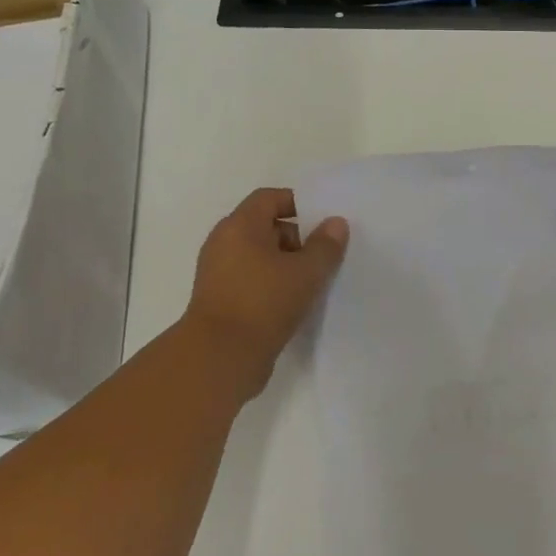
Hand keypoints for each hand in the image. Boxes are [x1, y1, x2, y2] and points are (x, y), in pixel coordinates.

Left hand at [181, 189, 348, 386]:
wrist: (220, 358)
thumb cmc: (264, 303)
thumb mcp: (306, 272)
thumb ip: (325, 245)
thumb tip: (335, 223)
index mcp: (239, 226)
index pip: (269, 198)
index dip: (297, 203)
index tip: (323, 221)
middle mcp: (224, 243)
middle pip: (264, 226)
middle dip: (296, 238)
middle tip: (323, 256)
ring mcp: (219, 273)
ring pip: (259, 256)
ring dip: (286, 265)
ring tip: (313, 282)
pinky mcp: (220, 300)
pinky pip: (252, 280)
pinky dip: (273, 285)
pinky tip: (295, 302)